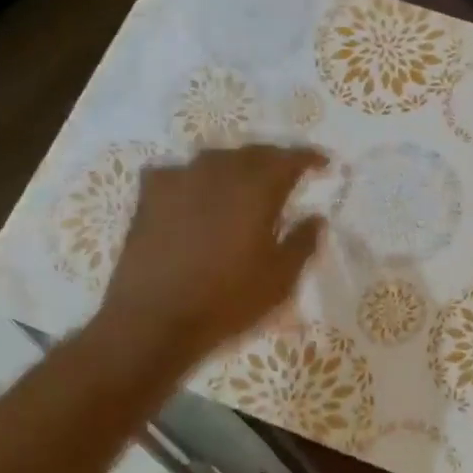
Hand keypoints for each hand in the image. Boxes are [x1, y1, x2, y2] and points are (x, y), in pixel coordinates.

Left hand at [91, 145, 326, 364]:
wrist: (153, 320)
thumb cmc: (227, 300)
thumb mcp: (280, 279)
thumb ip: (302, 242)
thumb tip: (315, 217)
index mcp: (256, 189)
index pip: (288, 159)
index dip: (308, 158)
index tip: (323, 164)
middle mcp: (218, 173)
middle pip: (252, 153)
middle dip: (274, 159)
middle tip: (288, 172)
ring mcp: (179, 180)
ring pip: (215, 159)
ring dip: (236, 165)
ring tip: (245, 181)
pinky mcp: (149, 197)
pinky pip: (178, 172)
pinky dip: (196, 177)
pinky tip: (195, 192)